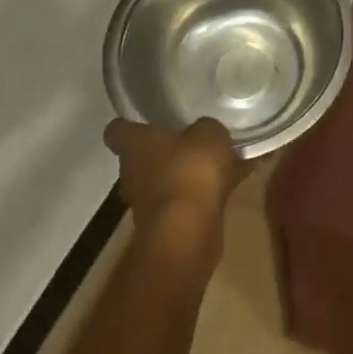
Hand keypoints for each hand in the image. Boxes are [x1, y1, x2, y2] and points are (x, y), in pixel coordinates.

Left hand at [102, 117, 251, 240]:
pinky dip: (205, 193)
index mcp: (134, 145)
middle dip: (166, 150)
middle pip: (143, 156)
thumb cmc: (189, 170)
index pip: (117, 130)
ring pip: (167, 179)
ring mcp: (148, 203)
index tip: (144, 121)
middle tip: (192, 139)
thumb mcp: (208, 133)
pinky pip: (187, 199)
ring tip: (221, 161)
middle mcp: (133, 173)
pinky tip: (235, 182)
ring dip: (187, 174)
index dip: (129, 125)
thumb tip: (203, 131)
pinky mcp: (167, 224)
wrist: (188, 232)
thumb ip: (205, 128)